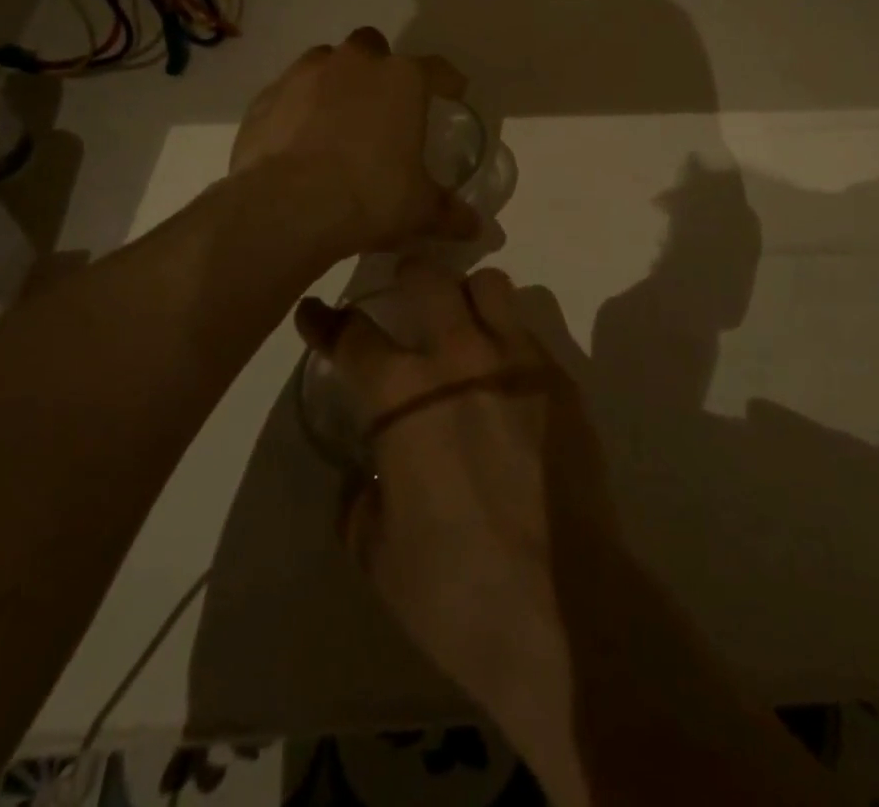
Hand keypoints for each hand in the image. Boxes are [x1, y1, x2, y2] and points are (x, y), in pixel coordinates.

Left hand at [230, 28, 480, 260]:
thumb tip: (475, 228)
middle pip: (373, 47)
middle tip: (383, 106)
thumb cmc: (370, 197)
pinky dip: (296, 109)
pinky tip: (298, 141)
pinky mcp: (265, 97)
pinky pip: (288, 93)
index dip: (447, 82)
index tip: (453, 94)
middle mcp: (354, 63)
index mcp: (402, 79)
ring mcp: (304, 75)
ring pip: (326, 62)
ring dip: (335, 83)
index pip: (437, 69)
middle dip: (379, 69)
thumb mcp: (420, 211)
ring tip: (338, 121)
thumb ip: (450, 213)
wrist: (286, 208)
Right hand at [295, 263, 618, 726]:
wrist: (563, 603)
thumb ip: (360, 502)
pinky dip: (506, 335)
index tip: (315, 311)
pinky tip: (504, 375)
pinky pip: (527, 329)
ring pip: (489, 284)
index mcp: (403, 395)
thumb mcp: (378, 553)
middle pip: (427, 277)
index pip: (353, 336)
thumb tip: (364, 479)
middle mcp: (459, 357)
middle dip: (407, 275)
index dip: (326, 321)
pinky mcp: (560, 377)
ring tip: (461, 323)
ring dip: (466, 295)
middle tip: (402, 294)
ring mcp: (517, 360)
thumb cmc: (456, 586)